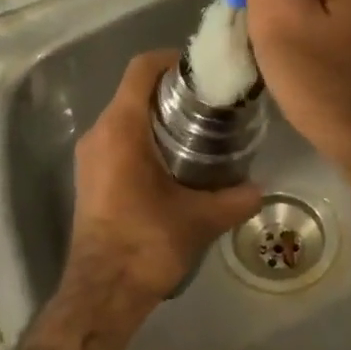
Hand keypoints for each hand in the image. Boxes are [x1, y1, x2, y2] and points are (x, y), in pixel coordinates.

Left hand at [65, 51, 261, 308]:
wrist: (103, 290)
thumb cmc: (147, 243)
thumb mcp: (199, 219)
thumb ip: (235, 198)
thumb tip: (261, 189)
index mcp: (120, 129)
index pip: (141, 70)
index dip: (171, 59)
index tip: (202, 71)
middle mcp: (98, 133)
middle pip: (133, 91)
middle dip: (171, 91)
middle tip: (211, 103)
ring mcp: (89, 156)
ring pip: (124, 117)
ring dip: (157, 116)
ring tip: (198, 130)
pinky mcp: (89, 176)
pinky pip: (116, 140)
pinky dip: (143, 138)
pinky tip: (174, 160)